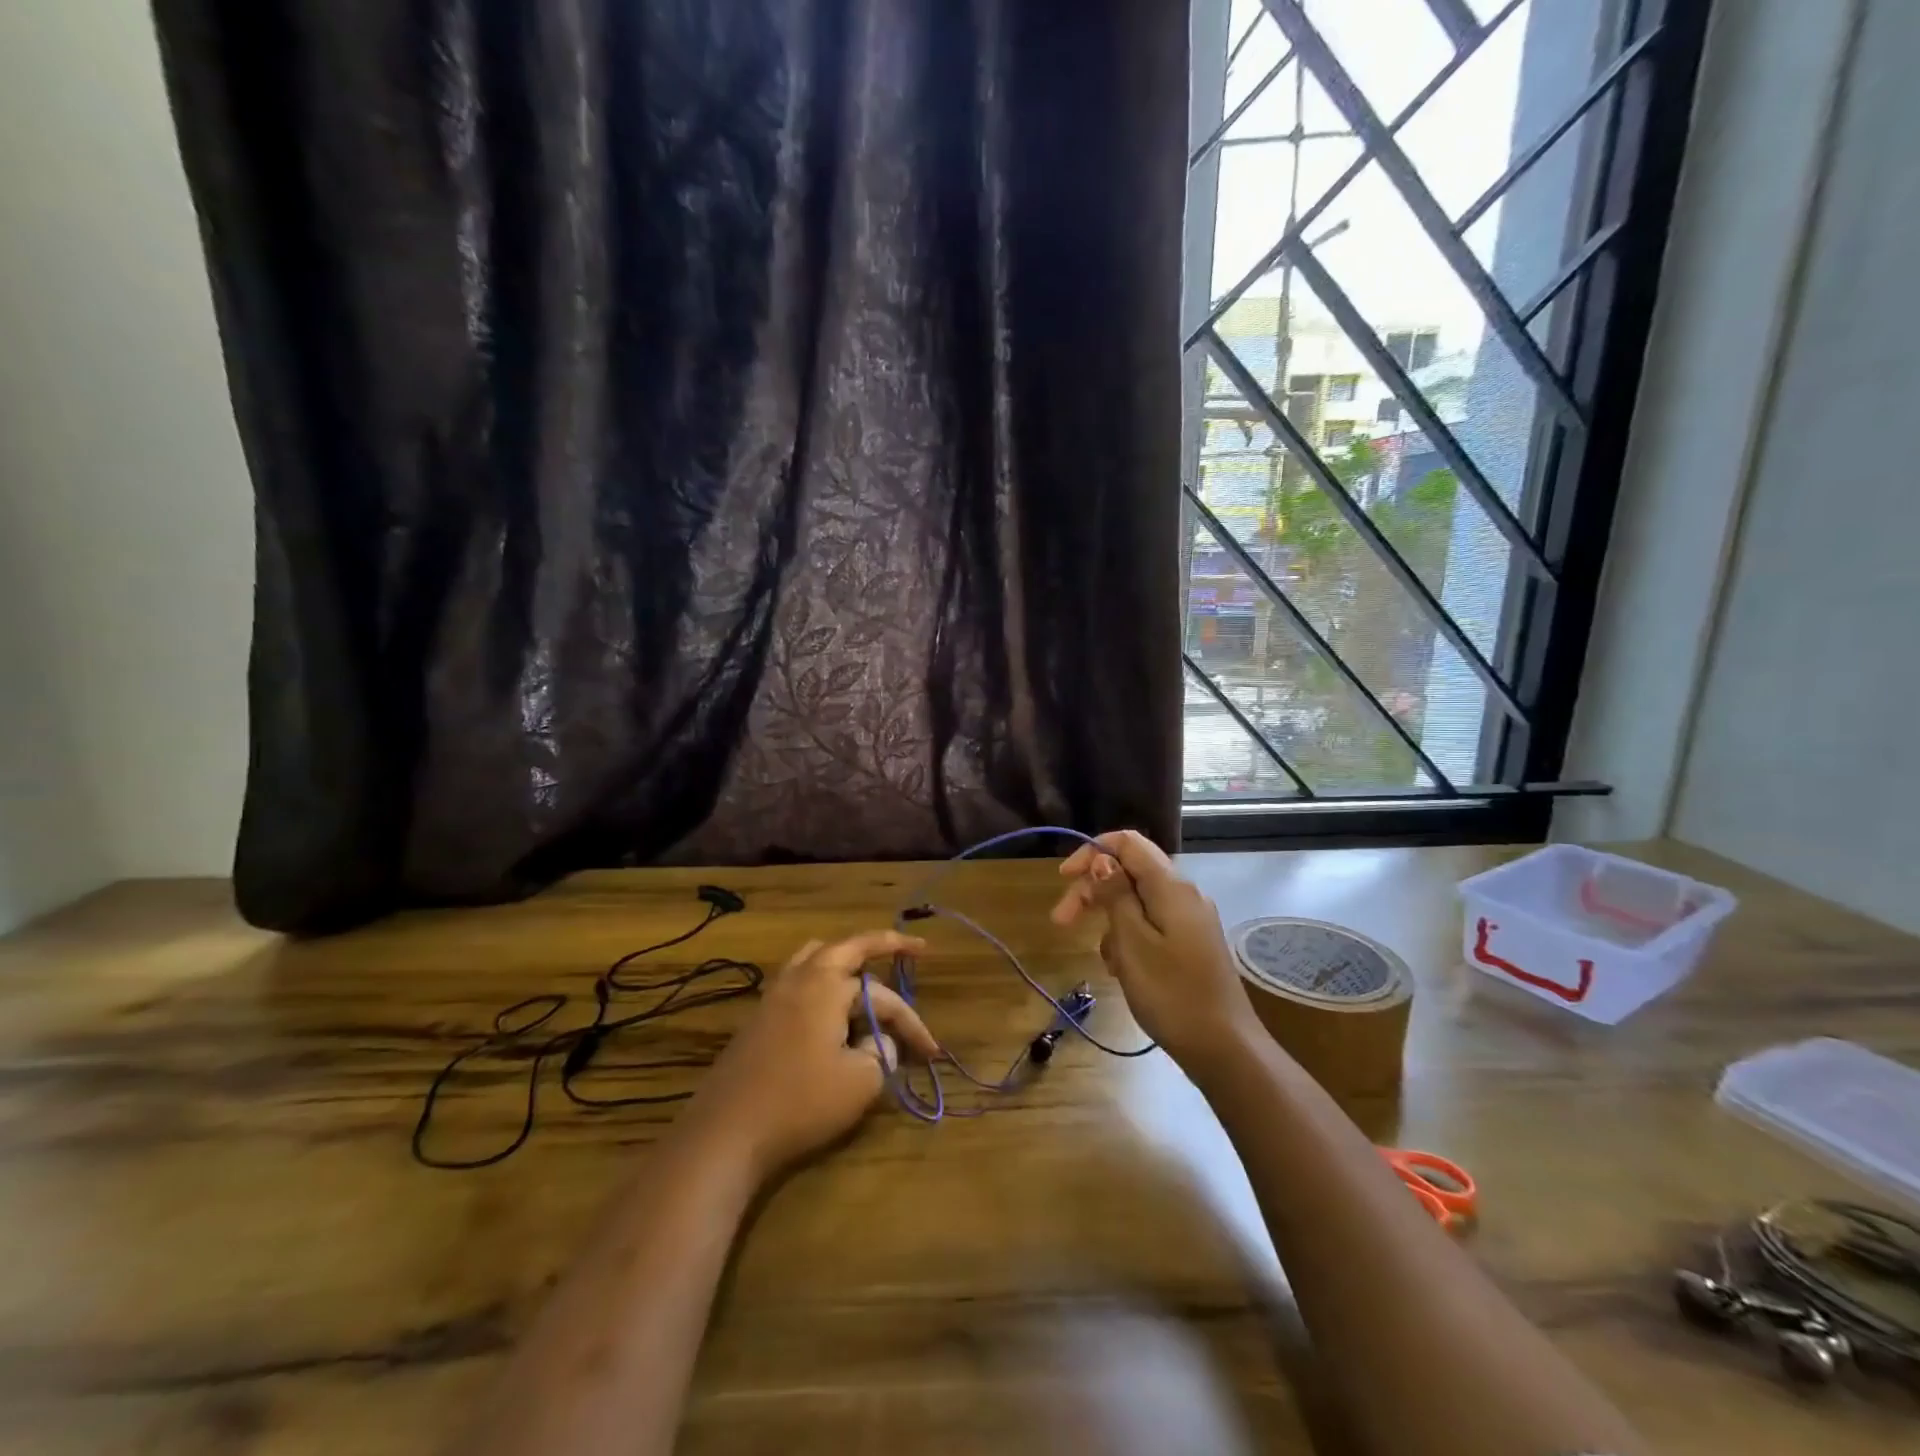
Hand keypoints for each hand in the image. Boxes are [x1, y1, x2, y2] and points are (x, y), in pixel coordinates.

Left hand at [688, 931, 938, 1179]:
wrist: (726, 1132)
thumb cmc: (800, 1102)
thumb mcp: (860, 1081)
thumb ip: (881, 1052)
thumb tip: (878, 1041)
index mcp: (828, 985)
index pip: (884, 998)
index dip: (912, 1024)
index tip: (932, 1052)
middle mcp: (800, 978)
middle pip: (847, 948)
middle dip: (882, 945)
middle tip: (911, 947)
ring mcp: (774, 996)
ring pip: (815, 957)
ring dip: (845, 957)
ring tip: (865, 966)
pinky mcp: (759, 1019)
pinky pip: (798, 981)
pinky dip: (822, 980)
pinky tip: (829, 1003)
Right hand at [1050, 831, 1260, 1067]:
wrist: (1225, 1048)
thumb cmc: (1171, 994)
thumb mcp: (1132, 942)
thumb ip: (1116, 894)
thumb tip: (1103, 860)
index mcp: (1171, 886)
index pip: (1127, 842)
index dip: (1092, 852)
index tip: (1063, 879)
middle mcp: (1184, 894)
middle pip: (1129, 872)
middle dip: (1093, 891)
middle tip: (1062, 922)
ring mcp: (1190, 919)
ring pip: (1137, 901)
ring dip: (1110, 921)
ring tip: (1104, 960)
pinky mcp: (1191, 943)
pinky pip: (1151, 925)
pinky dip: (1130, 938)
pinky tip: (1122, 969)